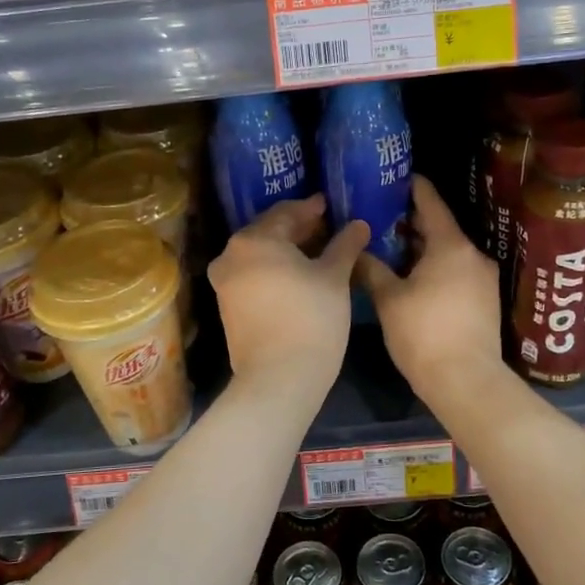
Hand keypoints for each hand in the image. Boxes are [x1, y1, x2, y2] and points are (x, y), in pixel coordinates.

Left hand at [209, 195, 369, 390]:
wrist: (279, 378)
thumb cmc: (311, 318)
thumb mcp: (335, 277)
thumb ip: (345, 245)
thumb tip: (359, 224)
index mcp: (254, 239)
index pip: (286, 212)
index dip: (311, 208)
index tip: (330, 205)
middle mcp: (230, 255)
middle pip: (269, 233)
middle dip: (298, 229)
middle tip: (327, 228)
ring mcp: (225, 283)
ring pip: (260, 256)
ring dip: (287, 252)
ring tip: (317, 253)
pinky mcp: (227, 307)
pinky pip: (254, 276)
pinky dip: (274, 271)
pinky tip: (299, 277)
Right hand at [356, 176, 502, 396]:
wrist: (466, 381)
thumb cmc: (424, 333)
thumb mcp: (389, 299)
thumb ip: (372, 268)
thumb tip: (356, 251)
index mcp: (451, 246)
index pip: (431, 203)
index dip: (414, 187)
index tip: (397, 177)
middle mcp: (473, 255)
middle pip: (441, 228)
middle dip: (413, 222)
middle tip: (382, 216)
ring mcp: (483, 279)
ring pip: (449, 252)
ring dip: (423, 248)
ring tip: (392, 248)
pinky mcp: (485, 301)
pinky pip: (457, 271)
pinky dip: (436, 267)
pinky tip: (413, 278)